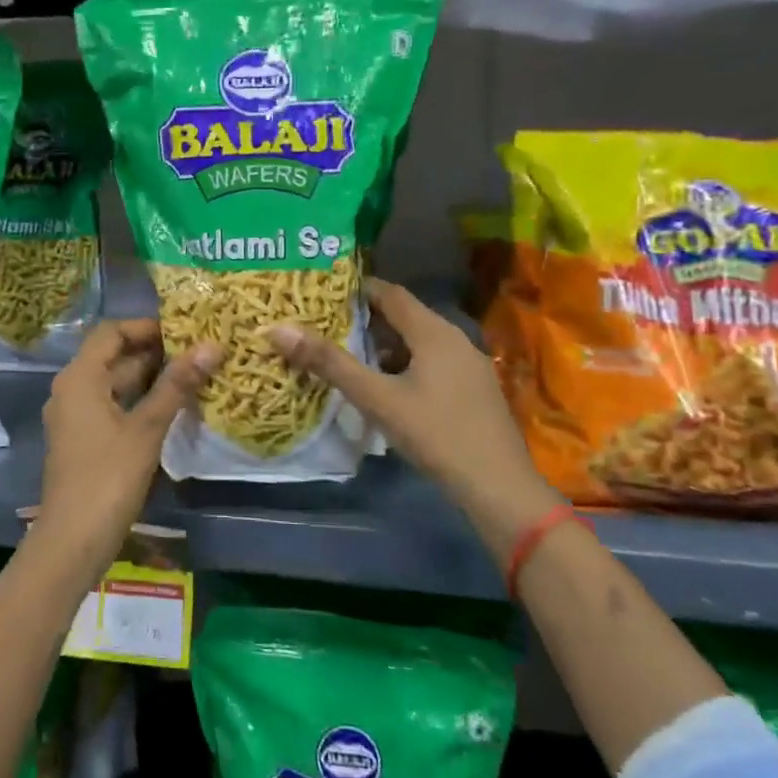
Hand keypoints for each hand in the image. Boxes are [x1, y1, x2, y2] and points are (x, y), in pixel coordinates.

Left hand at [37, 320, 219, 564]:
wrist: (72, 541)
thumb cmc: (108, 478)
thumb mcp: (146, 428)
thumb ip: (177, 385)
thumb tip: (211, 346)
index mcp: (80, 377)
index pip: (111, 332)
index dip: (146, 327)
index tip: (184, 330)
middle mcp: (72, 389)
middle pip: (112, 356)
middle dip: (154, 352)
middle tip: (197, 351)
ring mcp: (75, 416)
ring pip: (114, 383)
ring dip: (149, 378)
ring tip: (193, 374)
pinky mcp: (83, 440)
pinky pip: (112, 406)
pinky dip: (139, 401)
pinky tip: (172, 408)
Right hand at [267, 279, 542, 505]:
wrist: (499, 488)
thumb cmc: (436, 434)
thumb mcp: (376, 398)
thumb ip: (329, 363)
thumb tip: (278, 329)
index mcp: (434, 332)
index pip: (390, 293)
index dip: (357, 290)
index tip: (322, 293)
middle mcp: (455, 339)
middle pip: (404, 317)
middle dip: (365, 319)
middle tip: (325, 324)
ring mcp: (468, 366)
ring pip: (418, 343)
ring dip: (383, 345)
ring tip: (346, 355)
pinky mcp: (473, 391)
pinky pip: (431, 363)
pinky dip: (403, 364)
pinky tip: (384, 388)